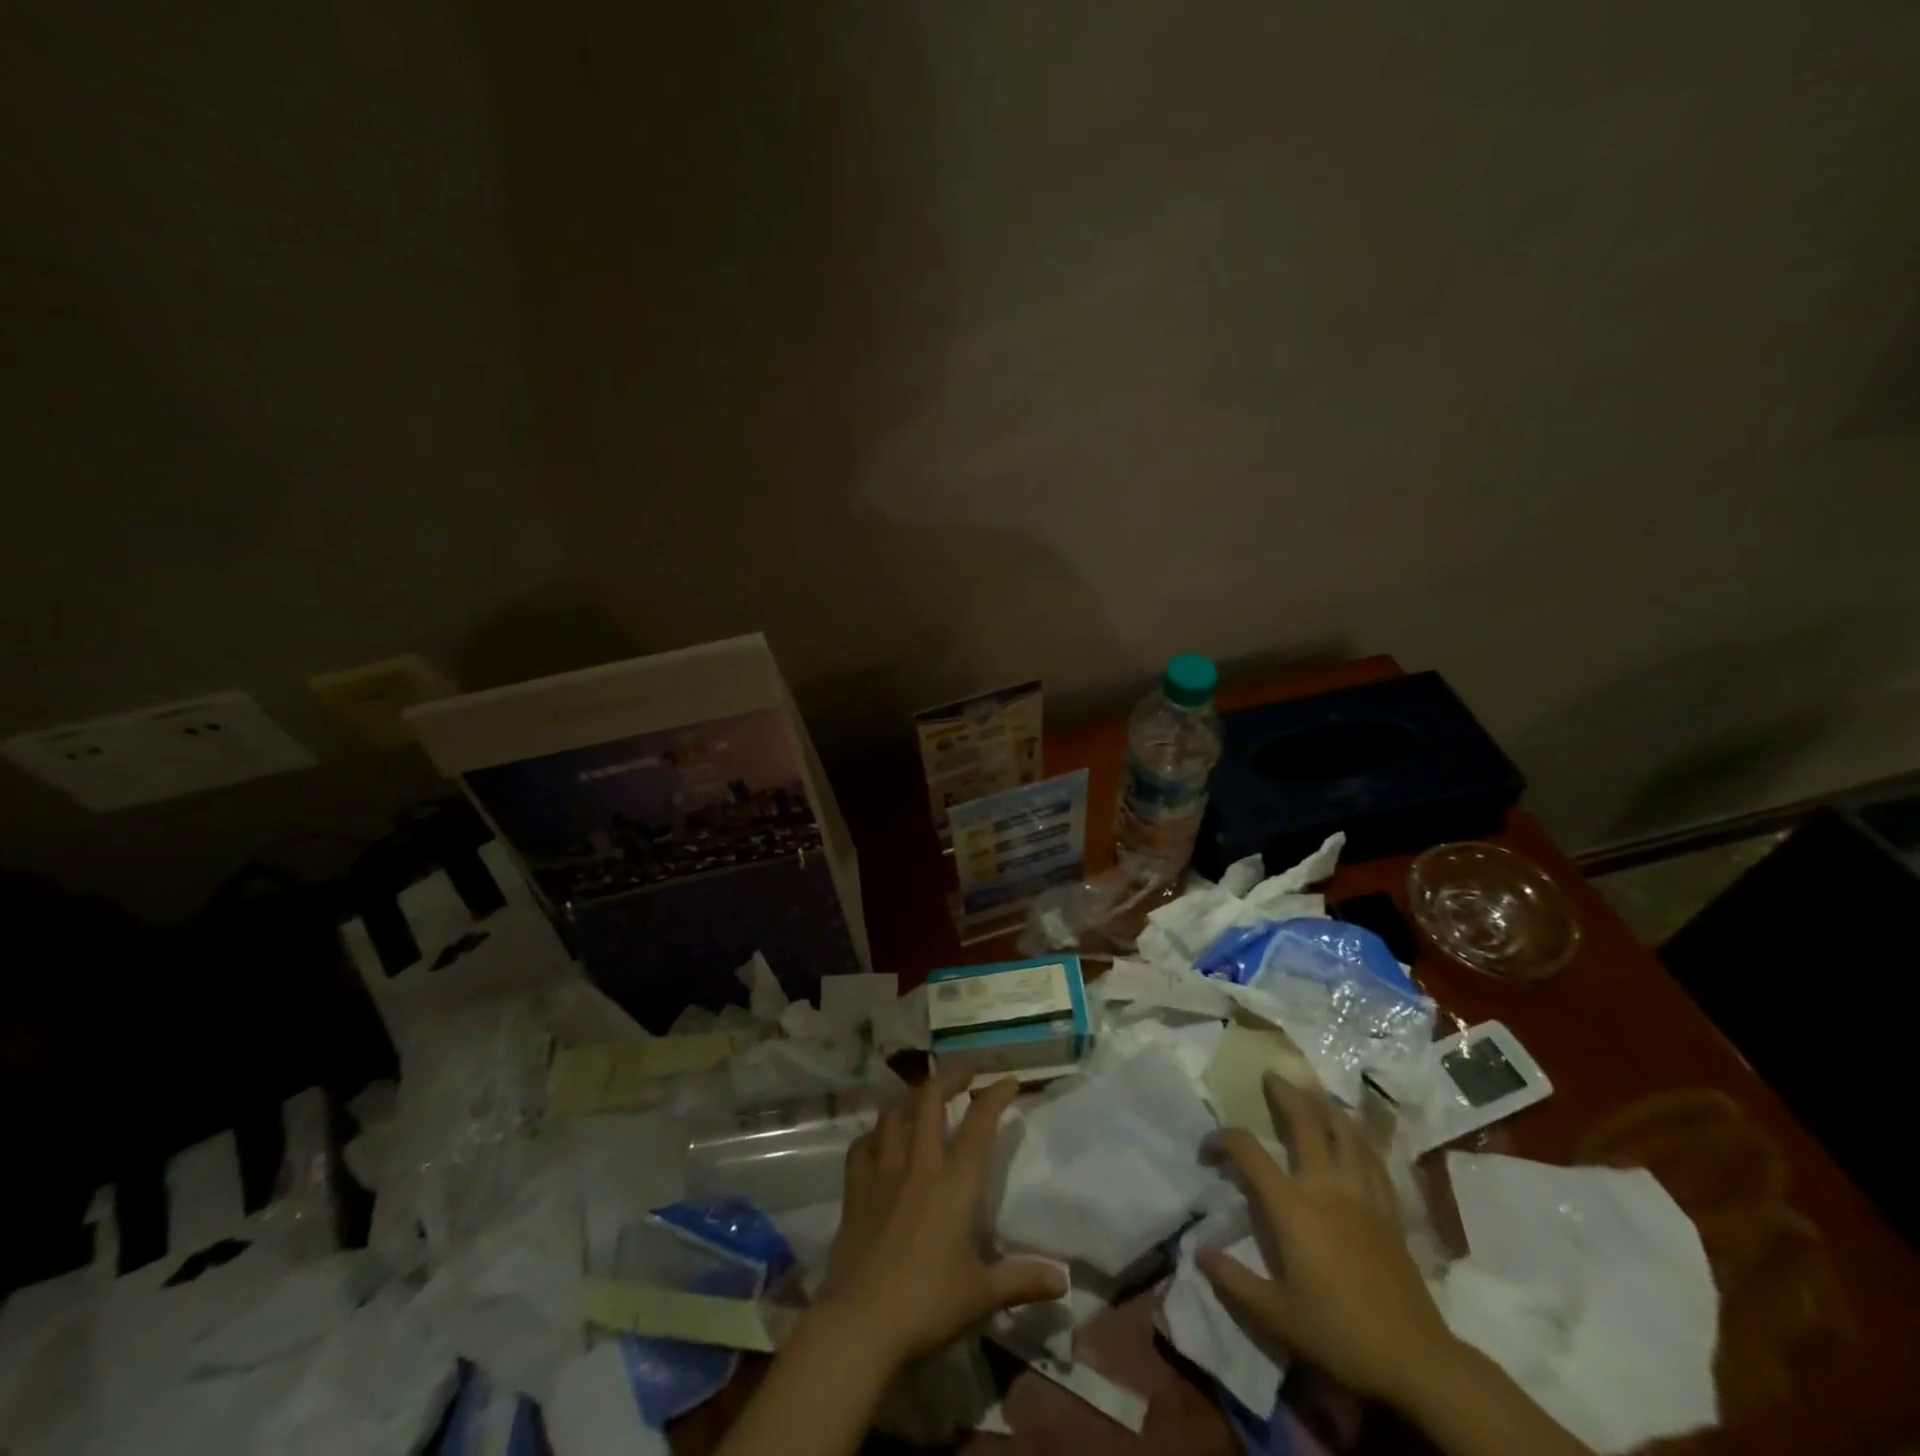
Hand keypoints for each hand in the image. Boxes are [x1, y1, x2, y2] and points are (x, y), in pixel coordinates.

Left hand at [815, 1067, 1067, 1369]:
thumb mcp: (983, 1295)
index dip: (995, 1095)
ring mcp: (882, 1173)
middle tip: (966, 1072)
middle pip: (930, 1100)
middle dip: (950, 1077)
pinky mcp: (855, 1190)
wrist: (860, 1325)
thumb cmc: (928, 1306)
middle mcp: (918, 1165)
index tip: (1009, 1080)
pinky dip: (874, 1134)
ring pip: (893, 1114)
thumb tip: (1064, 1279)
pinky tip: (880, 1138)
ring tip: (923, 1096)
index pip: (979, 1124)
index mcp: (954, 1184)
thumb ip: (1023, 1280)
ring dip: (910, 1097)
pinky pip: (862, 1146)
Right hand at [1198, 1073, 1457, 1408]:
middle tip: (1271, 1076)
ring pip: (1345, 1131)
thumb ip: (1233, 1280)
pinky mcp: (1389, 1210)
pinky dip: (1360, 1136)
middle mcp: (1326, 1188)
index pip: (1248, 1152)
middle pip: (1305, 1122)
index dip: (1222, 1140)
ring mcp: (1362, 1195)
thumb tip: (1198, 1252)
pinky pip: (1373, 1158)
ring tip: (1313, 1091)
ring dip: (1325, 1105)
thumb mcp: (1275, 1316)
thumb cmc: (1339, 1334)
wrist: (1415, 1359)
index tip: (1207, 1150)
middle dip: (1285, 1094)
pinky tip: (1355, 1132)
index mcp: (1293, 1208)